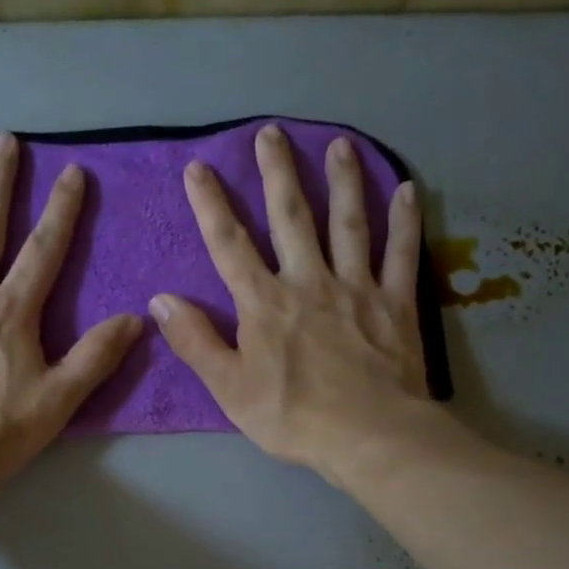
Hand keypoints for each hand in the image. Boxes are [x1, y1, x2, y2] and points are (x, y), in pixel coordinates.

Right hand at [149, 124, 442, 483]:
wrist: (368, 436)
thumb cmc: (292, 416)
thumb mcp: (228, 387)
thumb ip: (195, 340)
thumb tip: (160, 300)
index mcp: (264, 302)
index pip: (230, 244)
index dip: (211, 205)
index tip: (199, 168)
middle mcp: (308, 280)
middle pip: (290, 217)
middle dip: (278, 173)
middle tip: (272, 132)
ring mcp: (356, 287)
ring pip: (348, 222)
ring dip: (343, 180)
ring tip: (339, 144)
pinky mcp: (395, 302)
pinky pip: (401, 253)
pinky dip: (406, 221)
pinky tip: (408, 190)